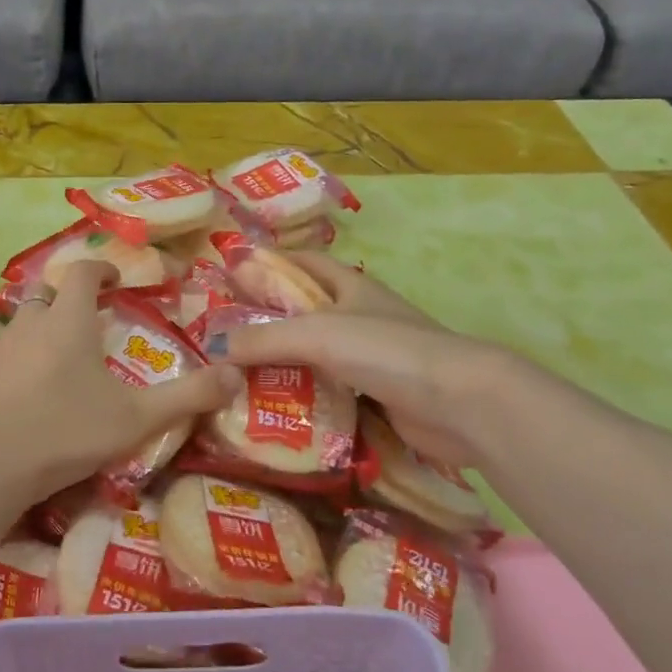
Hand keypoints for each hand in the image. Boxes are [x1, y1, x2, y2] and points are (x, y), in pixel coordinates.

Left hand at [0, 262, 241, 501]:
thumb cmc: (69, 432)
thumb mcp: (138, 417)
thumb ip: (189, 395)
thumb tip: (237, 374)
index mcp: (69, 322)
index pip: (81, 272)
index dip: (100, 268)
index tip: (113, 280)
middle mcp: (30, 325)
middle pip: (48, 296)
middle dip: (68, 301)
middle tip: (87, 323)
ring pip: (20, 325)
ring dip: (39, 331)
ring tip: (56, 356)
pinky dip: (10, 363)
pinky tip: (17, 387)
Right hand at [207, 252, 510, 466]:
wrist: (458, 403)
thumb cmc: (386, 350)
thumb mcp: (315, 334)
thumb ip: (262, 339)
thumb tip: (213, 347)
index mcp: (350, 286)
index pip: (304, 262)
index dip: (271, 261)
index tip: (232, 271)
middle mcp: (361, 316)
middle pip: (306, 311)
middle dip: (268, 319)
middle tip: (224, 334)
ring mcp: (372, 358)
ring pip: (316, 356)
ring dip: (284, 364)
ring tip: (237, 375)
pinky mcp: (378, 396)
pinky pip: (330, 392)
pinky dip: (305, 398)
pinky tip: (275, 410)